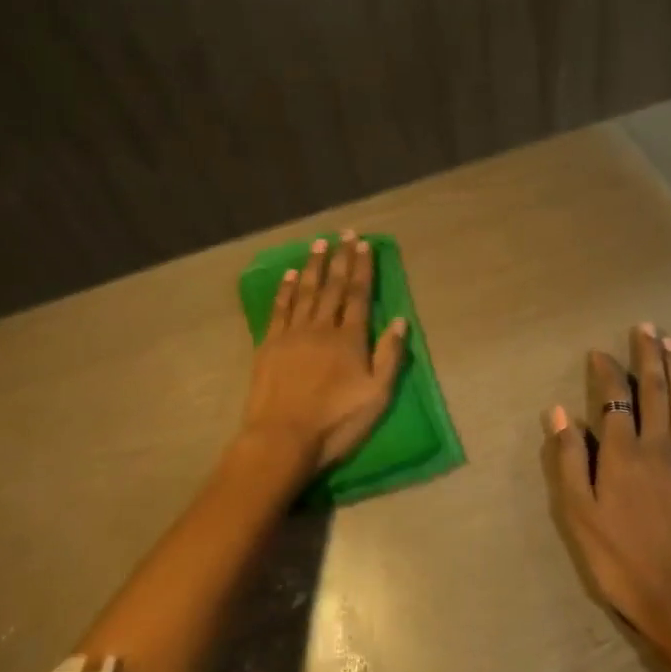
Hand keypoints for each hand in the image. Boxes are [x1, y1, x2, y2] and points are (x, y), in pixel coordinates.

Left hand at [242, 231, 408, 477]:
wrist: (282, 438)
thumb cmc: (335, 422)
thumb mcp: (377, 396)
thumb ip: (390, 356)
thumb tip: (401, 320)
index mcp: (350, 339)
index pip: (359, 295)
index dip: (362, 269)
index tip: (364, 245)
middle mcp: (322, 327)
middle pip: (333, 287)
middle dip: (340, 258)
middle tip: (344, 233)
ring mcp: (293, 333)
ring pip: (306, 291)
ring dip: (313, 266)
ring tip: (319, 244)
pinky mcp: (269, 344)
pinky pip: (279, 309)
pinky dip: (285, 290)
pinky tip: (289, 275)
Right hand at [543, 324, 670, 657]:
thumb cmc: (623, 560)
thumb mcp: (580, 516)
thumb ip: (569, 460)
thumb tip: (558, 412)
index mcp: (622, 453)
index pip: (613, 398)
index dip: (606, 371)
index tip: (599, 352)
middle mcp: (658, 444)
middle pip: (653, 389)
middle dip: (647, 354)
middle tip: (646, 327)